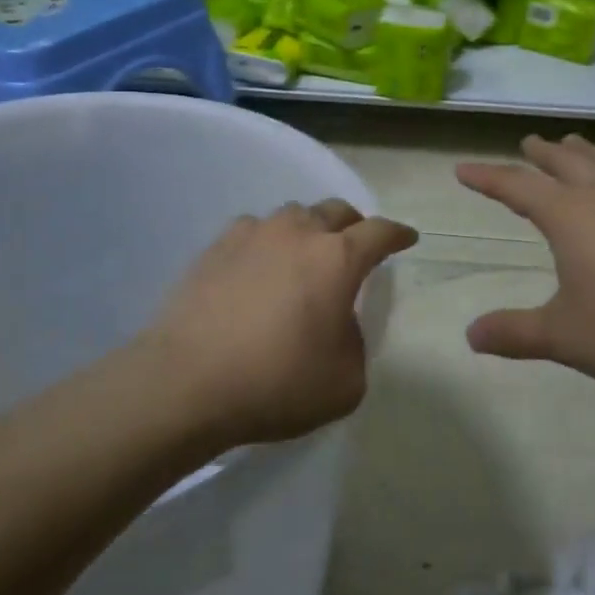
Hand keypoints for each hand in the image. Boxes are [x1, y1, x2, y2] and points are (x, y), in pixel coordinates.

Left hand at [141, 201, 417, 446]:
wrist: (186, 383)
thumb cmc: (276, 384)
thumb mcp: (345, 382)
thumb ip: (356, 343)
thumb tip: (338, 323)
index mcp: (337, 259)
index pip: (380, 232)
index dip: (398, 234)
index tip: (407, 239)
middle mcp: (297, 233)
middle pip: (336, 211)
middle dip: (354, 226)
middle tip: (356, 248)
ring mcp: (252, 235)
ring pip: (293, 215)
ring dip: (308, 230)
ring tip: (305, 256)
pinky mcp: (215, 247)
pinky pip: (253, 230)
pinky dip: (267, 242)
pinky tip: (259, 266)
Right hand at [457, 134, 594, 393]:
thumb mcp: (565, 337)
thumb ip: (516, 333)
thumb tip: (471, 335)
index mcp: (570, 218)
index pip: (517, 189)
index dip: (487, 178)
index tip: (463, 169)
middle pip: (568, 164)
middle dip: (543, 154)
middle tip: (529, 142)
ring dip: (592, 152)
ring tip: (577, 141)